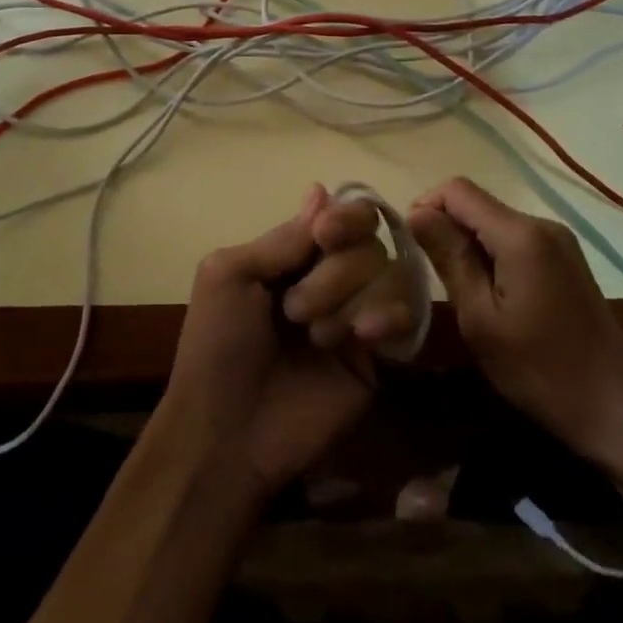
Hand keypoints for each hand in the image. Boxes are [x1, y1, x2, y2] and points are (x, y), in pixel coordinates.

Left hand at [157, 185, 407, 497]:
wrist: (227, 433)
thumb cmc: (217, 347)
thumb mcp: (230, 276)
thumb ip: (282, 238)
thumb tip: (321, 189)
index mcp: (294, 257)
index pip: (341, 217)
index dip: (343, 218)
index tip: (324, 235)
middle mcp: (331, 279)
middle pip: (367, 243)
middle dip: (334, 272)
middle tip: (293, 312)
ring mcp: (357, 315)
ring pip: (388, 274)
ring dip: (349, 299)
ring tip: (317, 338)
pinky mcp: (378, 357)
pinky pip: (405, 316)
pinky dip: (389, 316)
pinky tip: (364, 336)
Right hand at [408, 178, 622, 463]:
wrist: (614, 407)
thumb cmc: (538, 369)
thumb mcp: (480, 318)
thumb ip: (449, 258)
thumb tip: (415, 213)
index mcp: (521, 235)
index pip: (458, 190)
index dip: (426, 207)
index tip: (410, 245)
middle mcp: (543, 224)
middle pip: (478, 204)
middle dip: (447, 228)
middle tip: (431, 275)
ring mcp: (559, 240)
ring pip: (495, 222)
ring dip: (469, 244)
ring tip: (459, 289)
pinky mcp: (567, 258)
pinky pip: (516, 239)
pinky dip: (493, 254)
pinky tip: (491, 294)